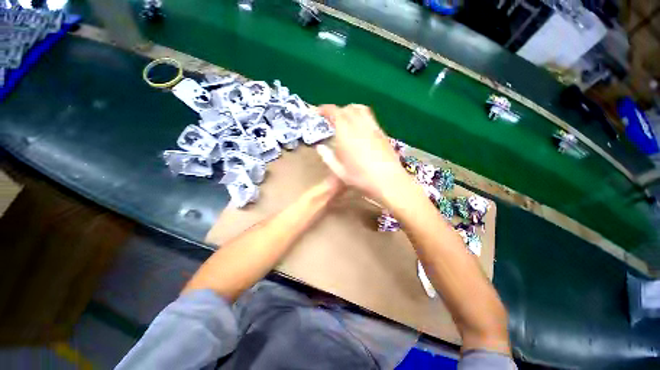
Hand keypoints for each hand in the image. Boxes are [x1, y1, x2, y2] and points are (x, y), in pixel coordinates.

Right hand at [316, 104, 411, 200]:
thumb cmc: (361, 178)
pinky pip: (370, 116)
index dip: (325, 109)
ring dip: (349, 110)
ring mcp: (372, 128)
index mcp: (346, 135)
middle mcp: (359, 126)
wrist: (388, 180)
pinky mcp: (381, 132)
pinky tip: (359, 125)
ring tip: (345, 118)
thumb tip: (320, 147)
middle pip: (347, 109)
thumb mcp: (340, 172)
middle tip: (331, 120)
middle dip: (336, 111)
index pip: (335, 113)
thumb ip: (328, 157)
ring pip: (359, 109)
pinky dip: (361, 114)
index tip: (319, 112)